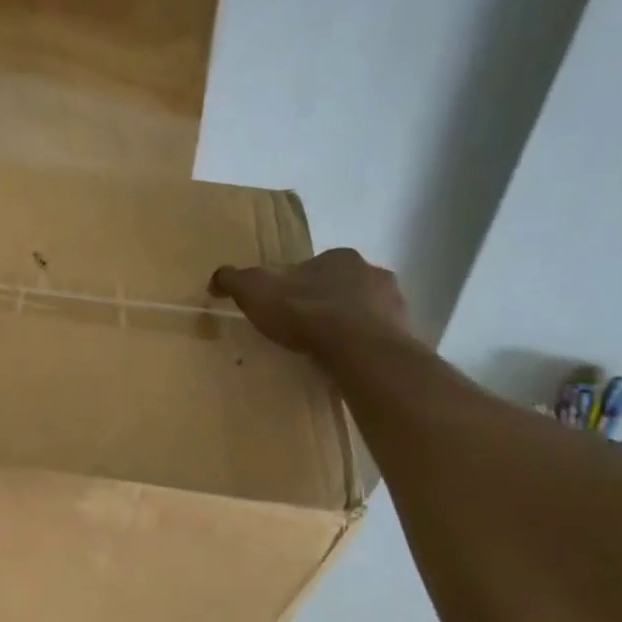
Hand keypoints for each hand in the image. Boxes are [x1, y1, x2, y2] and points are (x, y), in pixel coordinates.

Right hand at [210, 248, 412, 353]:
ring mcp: (394, 304)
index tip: (282, 308)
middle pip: (341, 287)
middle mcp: (372, 272)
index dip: (296, 286)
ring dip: (348, 325)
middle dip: (325, 303)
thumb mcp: (256, 292)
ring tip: (325, 351)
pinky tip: (346, 363)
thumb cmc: (306, 314)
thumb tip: (217, 277)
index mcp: (339, 257)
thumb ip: (235, 281)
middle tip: (303, 330)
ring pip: (364, 312)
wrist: (358, 349)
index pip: (313, 268)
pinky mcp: (405, 334)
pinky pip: (378, 339)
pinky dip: (363, 347)